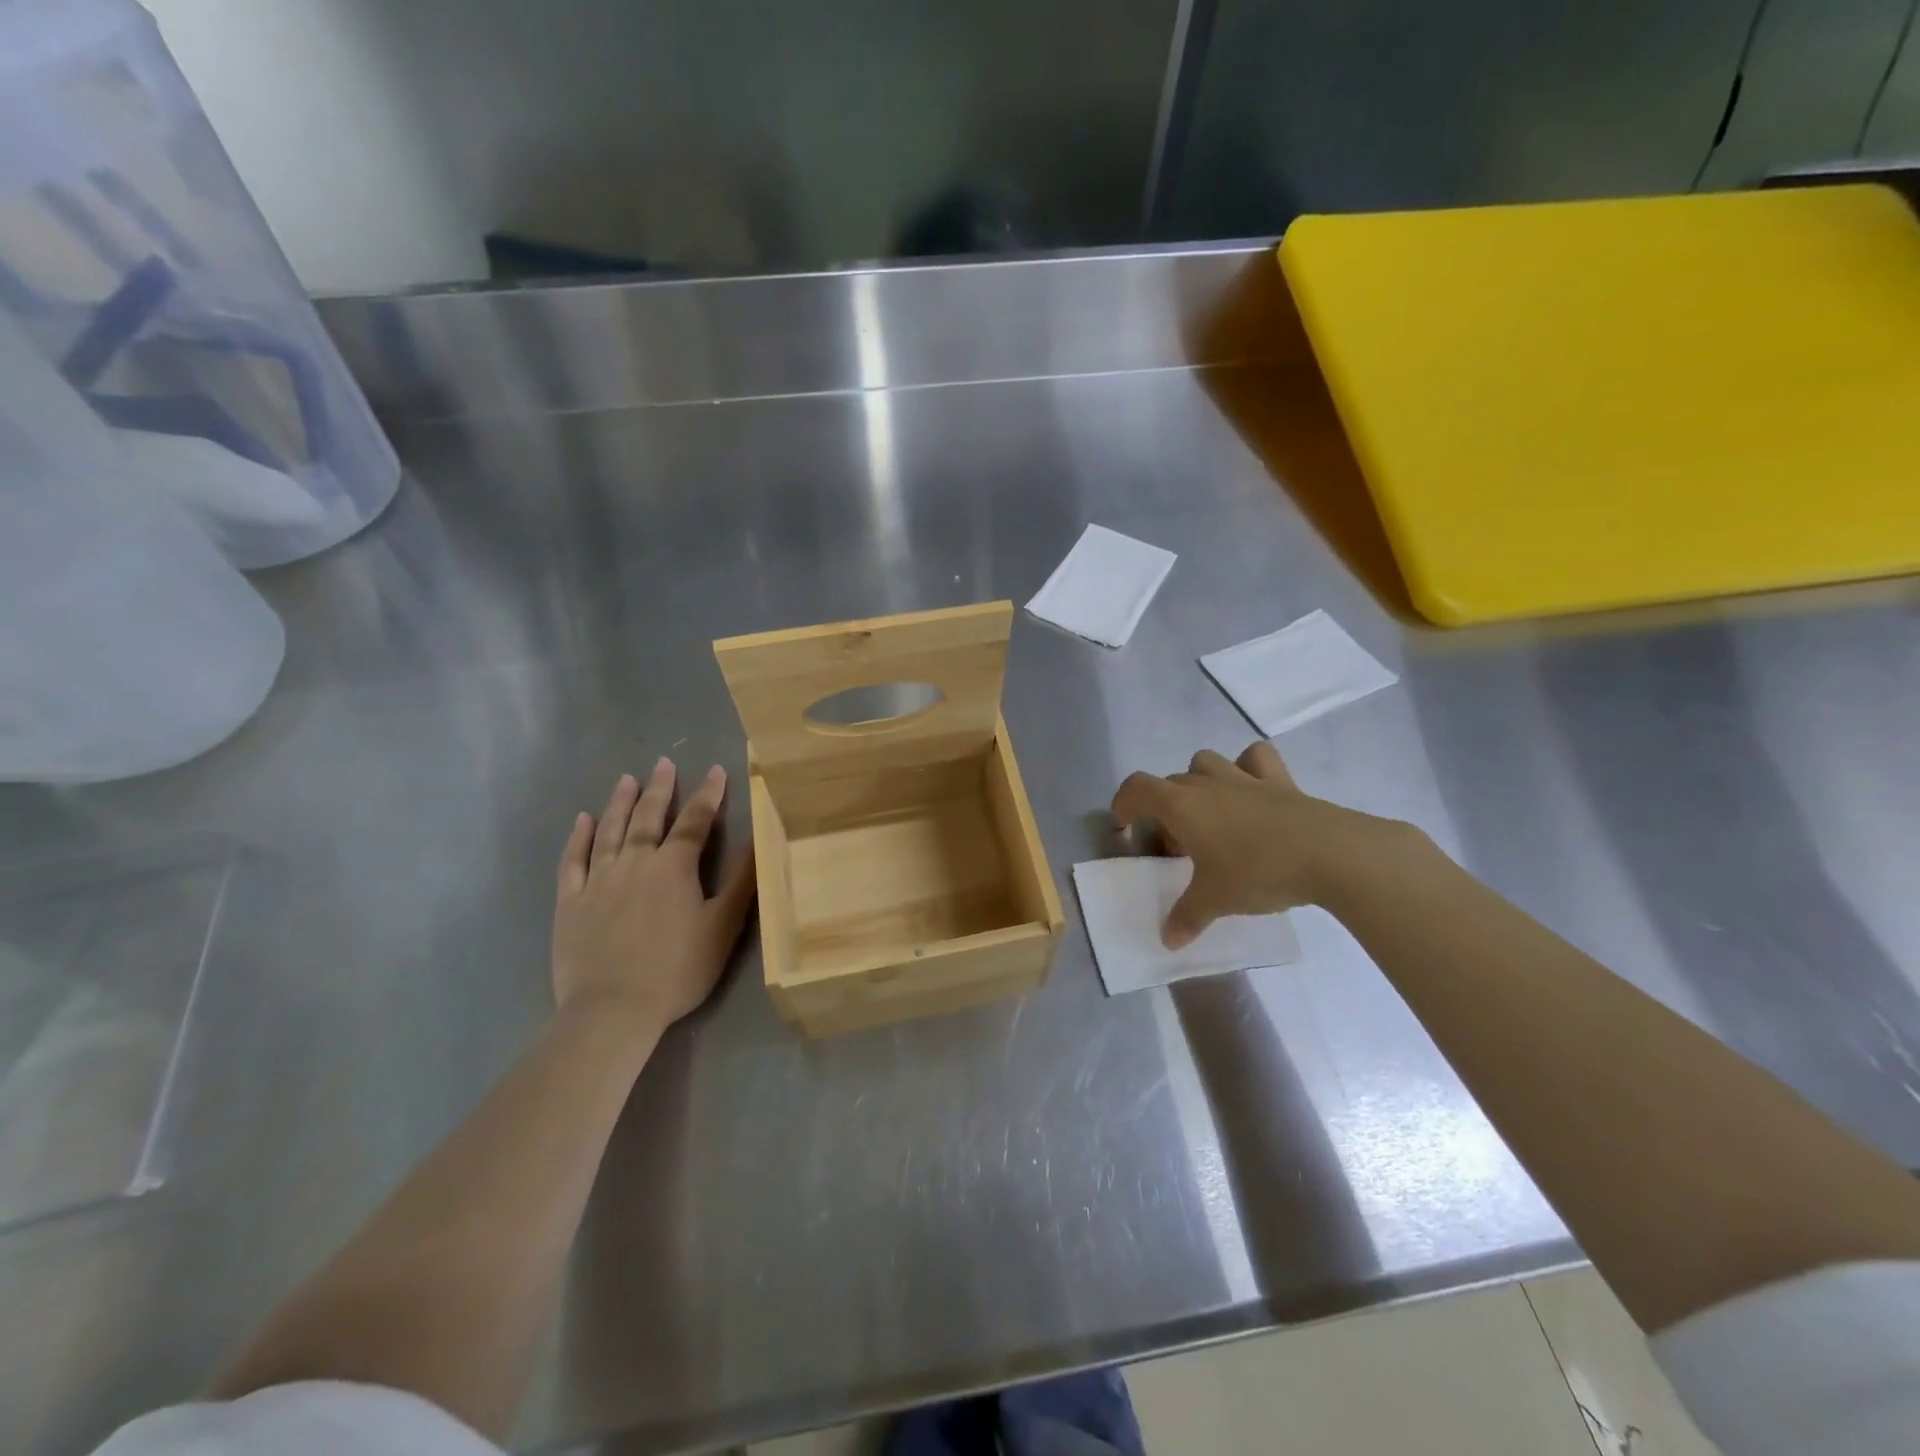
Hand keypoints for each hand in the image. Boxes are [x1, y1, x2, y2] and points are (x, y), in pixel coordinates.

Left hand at [552, 760, 755, 1031]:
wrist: (612, 1010)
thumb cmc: (677, 970)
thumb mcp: (723, 928)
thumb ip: (741, 882)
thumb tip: (759, 841)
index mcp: (674, 867)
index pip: (695, 821)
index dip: (708, 795)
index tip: (716, 770)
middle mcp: (635, 862)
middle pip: (649, 818)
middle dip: (661, 789)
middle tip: (664, 763)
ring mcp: (599, 880)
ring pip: (610, 830)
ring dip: (620, 803)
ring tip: (627, 780)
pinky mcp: (571, 901)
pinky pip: (573, 860)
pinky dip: (578, 837)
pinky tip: (582, 820)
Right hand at [1111, 741, 1412, 947]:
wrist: (1330, 854)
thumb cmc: (1258, 871)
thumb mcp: (1216, 900)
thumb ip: (1186, 917)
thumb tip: (1168, 940)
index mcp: (1181, 805)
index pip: (1137, 788)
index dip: (1123, 804)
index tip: (1125, 829)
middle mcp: (1207, 783)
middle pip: (1169, 783)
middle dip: (1164, 810)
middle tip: (1176, 847)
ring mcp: (1245, 777)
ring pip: (1206, 762)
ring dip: (1198, 782)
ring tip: (1209, 815)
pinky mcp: (1281, 781)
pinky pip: (1255, 759)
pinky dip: (1247, 768)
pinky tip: (1251, 792)